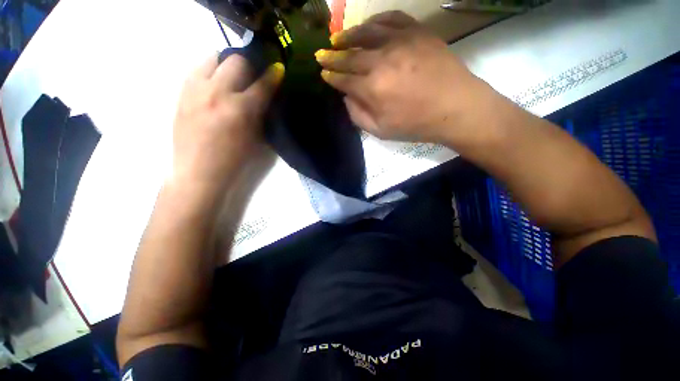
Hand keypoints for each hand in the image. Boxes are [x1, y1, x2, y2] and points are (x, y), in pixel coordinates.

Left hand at [172, 53, 283, 194]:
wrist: (195, 176)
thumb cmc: (229, 162)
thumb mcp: (254, 137)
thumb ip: (261, 107)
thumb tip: (268, 86)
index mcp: (239, 109)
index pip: (263, 80)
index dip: (273, 72)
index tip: (277, 68)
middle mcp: (217, 94)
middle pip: (236, 60)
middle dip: (246, 63)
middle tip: (247, 73)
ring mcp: (196, 93)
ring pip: (211, 59)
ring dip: (222, 63)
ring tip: (224, 74)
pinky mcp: (181, 97)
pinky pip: (194, 72)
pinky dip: (205, 72)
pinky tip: (208, 84)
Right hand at [316, 11, 485, 143]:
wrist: (461, 106)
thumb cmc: (423, 123)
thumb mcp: (383, 131)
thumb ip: (357, 114)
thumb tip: (345, 94)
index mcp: (372, 88)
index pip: (341, 78)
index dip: (330, 75)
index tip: (324, 72)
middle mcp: (381, 60)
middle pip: (347, 55)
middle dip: (331, 56)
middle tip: (323, 54)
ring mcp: (400, 41)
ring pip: (364, 32)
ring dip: (347, 35)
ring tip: (339, 38)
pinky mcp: (416, 31)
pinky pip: (391, 18)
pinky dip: (377, 19)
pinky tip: (371, 25)